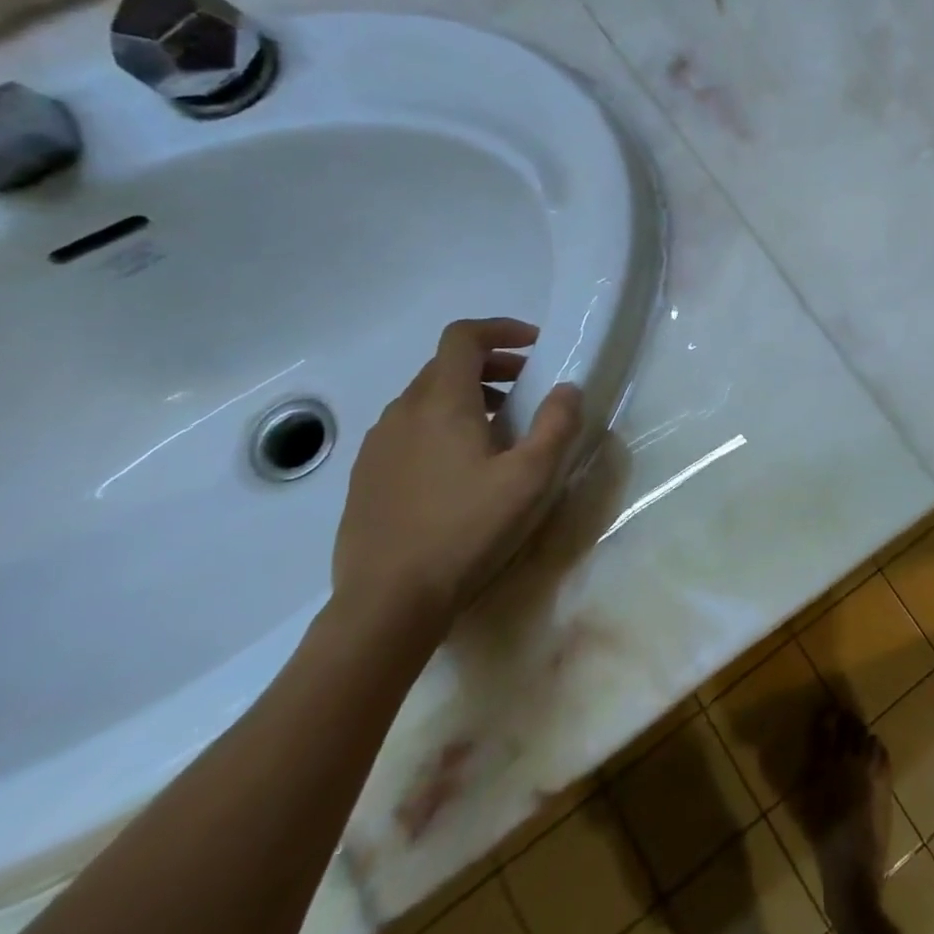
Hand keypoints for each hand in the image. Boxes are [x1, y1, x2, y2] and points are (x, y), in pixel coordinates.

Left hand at [332, 318, 583, 633]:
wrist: (387, 604)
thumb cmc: (467, 531)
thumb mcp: (532, 477)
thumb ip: (556, 424)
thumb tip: (567, 388)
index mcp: (441, 402)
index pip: (464, 337)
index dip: (501, 329)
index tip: (536, 345)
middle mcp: (402, 412)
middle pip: (446, 365)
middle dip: (492, 366)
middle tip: (529, 389)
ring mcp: (377, 446)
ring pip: (425, 399)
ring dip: (467, 398)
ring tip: (501, 431)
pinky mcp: (365, 478)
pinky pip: (408, 431)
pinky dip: (441, 427)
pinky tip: (461, 470)